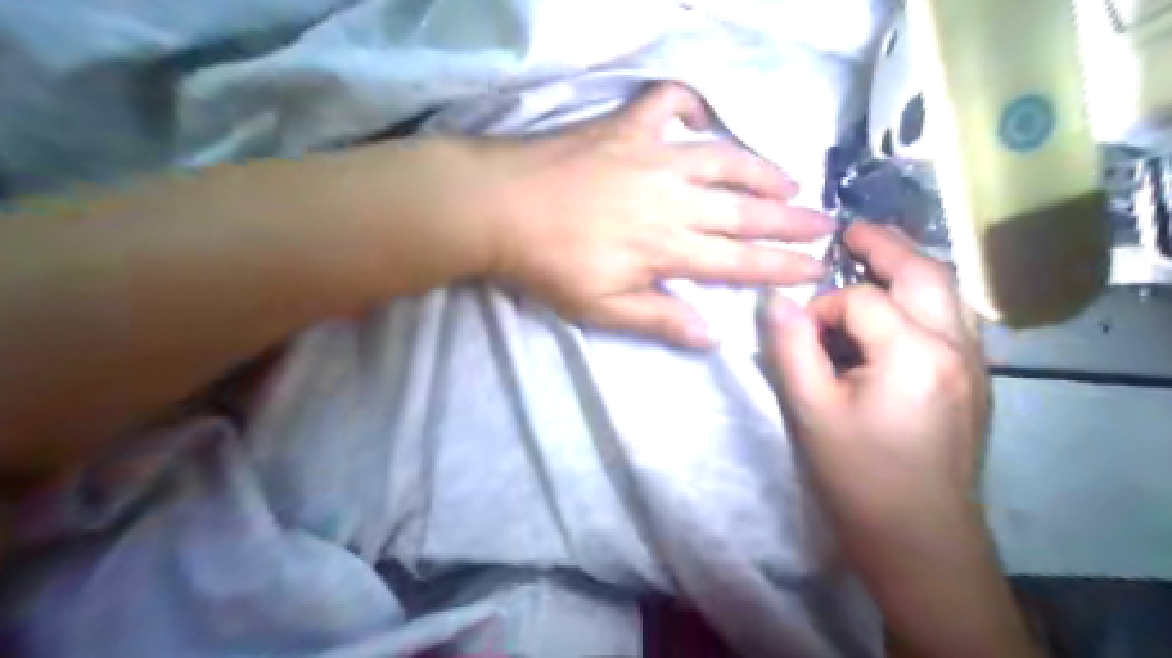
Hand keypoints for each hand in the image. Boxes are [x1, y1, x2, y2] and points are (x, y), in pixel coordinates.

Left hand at [470, 83, 832, 344]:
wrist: (499, 207)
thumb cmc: (549, 265)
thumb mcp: (603, 309)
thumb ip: (660, 320)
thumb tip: (714, 336)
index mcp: (668, 247)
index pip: (739, 261)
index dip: (781, 265)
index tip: (817, 266)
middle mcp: (673, 199)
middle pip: (744, 209)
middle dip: (790, 218)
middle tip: (826, 221)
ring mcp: (652, 156)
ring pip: (722, 159)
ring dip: (760, 167)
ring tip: (790, 177)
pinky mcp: (625, 128)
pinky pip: (667, 103)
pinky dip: (689, 103)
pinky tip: (703, 115)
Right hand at [766, 223, 980, 527]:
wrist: (920, 539)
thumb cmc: (859, 478)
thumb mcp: (811, 411)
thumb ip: (790, 347)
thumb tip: (774, 299)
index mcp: (915, 352)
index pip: (860, 300)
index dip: (822, 308)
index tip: (798, 335)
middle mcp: (956, 346)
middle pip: (925, 272)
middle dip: (884, 245)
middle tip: (850, 231)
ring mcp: (974, 363)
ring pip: (946, 291)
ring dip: (908, 267)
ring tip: (870, 257)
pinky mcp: (974, 380)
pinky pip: (951, 318)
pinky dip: (921, 298)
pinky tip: (894, 309)